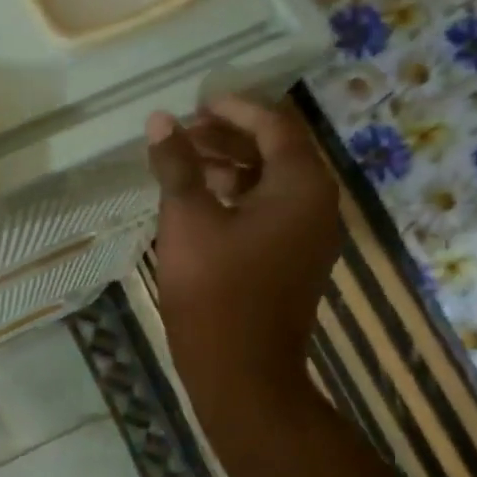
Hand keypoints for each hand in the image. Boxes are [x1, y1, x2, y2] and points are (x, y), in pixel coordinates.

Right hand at [145, 95, 341, 427]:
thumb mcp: (188, 220)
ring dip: (230, 165)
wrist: (242, 373)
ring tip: (184, 162)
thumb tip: (161, 120)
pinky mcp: (292, 260)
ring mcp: (307, 236)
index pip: (275, 126)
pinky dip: (237, 196)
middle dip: (229, 136)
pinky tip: (199, 201)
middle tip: (183, 132)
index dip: (234, 109)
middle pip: (276, 151)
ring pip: (270, 182)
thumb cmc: (214, 291)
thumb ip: (177, 165)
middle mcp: (315, 205)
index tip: (196, 104)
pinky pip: (269, 210)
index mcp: (301, 187)